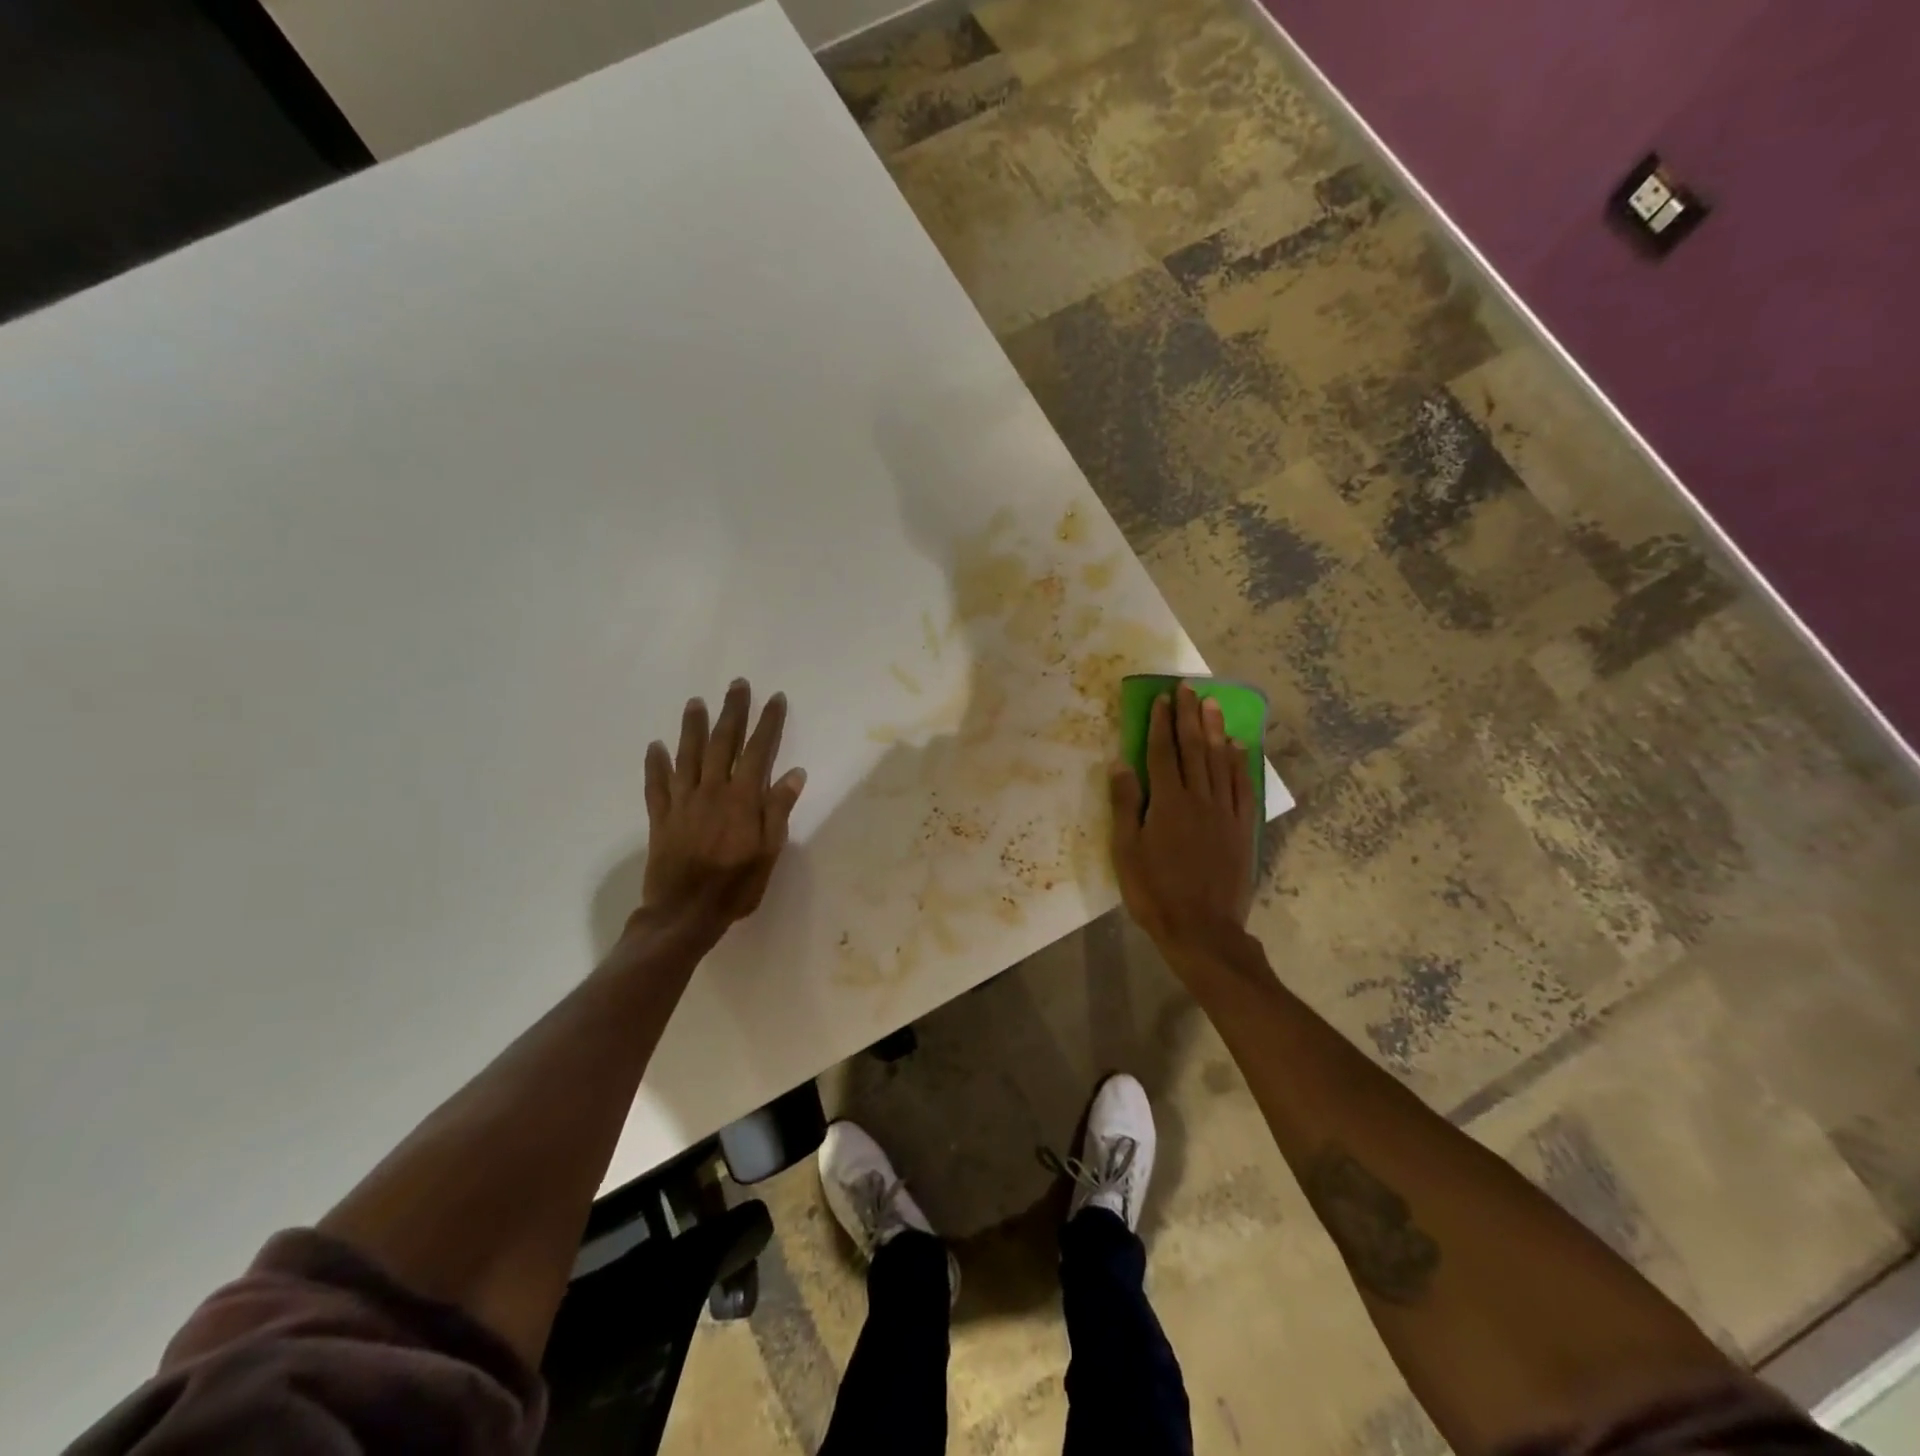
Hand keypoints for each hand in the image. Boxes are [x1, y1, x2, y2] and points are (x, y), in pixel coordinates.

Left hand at [639, 679, 806, 938]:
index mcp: (742, 799)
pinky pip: (656, 784)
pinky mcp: (661, 817)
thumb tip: (794, 773)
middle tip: (736, 685)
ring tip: (696, 702)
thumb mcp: (769, 852)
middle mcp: (711, 791)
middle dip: (732, 712)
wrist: (684, 914)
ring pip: (687, 755)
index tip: (774, 699)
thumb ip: (778, 810)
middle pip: (722, 743)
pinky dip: (655, 764)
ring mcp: (682, 802)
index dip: (768, 723)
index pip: (758, 751)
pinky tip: (655, 746)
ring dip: (692, 727)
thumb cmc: (735, 886)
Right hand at [1109, 683, 1254, 954]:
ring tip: (1212, 705)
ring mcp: (1225, 813)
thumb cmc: (1155, 892)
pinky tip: (1238, 747)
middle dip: (1189, 716)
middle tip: (1188, 688)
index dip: (1161, 724)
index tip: (1162, 699)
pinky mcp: (1243, 829)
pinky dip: (1240, 764)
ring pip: (1221, 762)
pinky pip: (1243, 787)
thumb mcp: (1126, 851)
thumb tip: (1120, 764)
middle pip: (1194, 749)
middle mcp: (1199, 799)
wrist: (1203, 930)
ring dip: (1215, 730)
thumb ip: (1125, 805)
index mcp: (1168, 803)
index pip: (1163, 753)